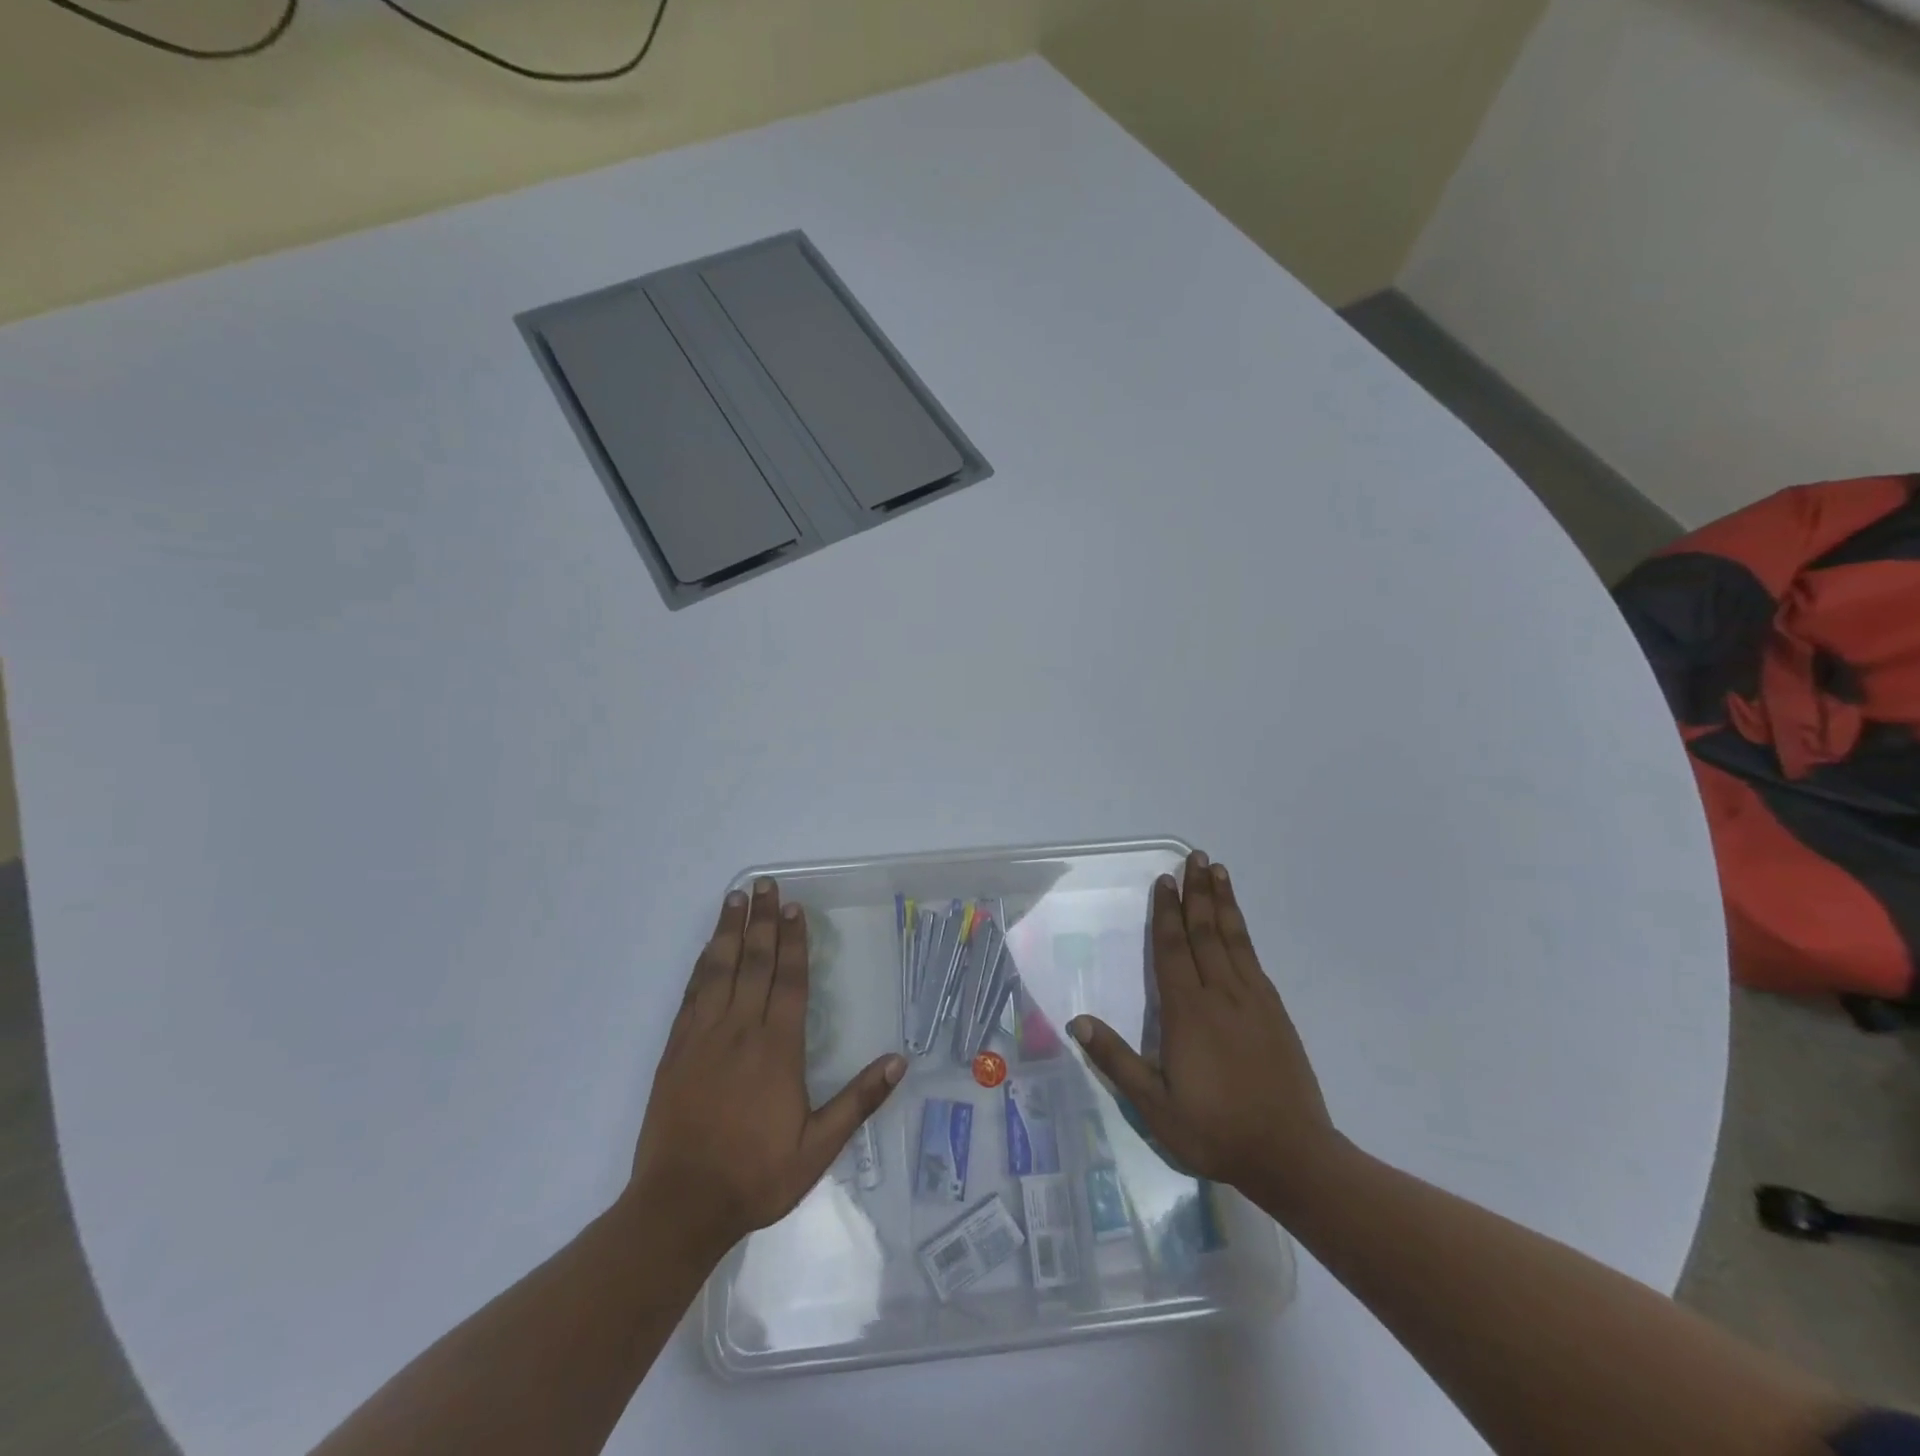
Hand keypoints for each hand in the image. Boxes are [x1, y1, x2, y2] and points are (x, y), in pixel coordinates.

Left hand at [626, 878, 905, 1261]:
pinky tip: (707, 948)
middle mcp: (740, 1030)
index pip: (790, 980)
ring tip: (735, 898)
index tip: (794, 907)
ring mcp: (703, 1036)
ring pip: (719, 969)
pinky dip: (702, 964)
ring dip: (729, 930)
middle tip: (765, 884)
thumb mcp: (818, 1148)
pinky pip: (691, 994)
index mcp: (777, 1048)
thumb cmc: (756, 1175)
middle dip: (762, 920)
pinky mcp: (676, 1049)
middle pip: (754, 962)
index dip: (794, 940)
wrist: (680, 1205)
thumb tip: (899, 1063)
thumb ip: (858, 1101)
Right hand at [1068, 851, 1337, 1212]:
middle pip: (1205, 932)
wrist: (1292, 1156)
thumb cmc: (1215, 1130)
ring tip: (1218, 871)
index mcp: (1188, 1012)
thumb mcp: (1155, 1106)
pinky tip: (1238, 924)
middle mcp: (1221, 995)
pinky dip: (1243, 932)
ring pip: (1233, 939)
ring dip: (1223, 902)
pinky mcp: (1275, 1013)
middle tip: (1194, 856)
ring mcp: (1253, 1001)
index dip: (1167, 913)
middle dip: (1197, 892)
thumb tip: (1077, 1021)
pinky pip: (1254, 959)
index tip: (1165, 880)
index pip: (1173, 950)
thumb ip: (1116, 1061)